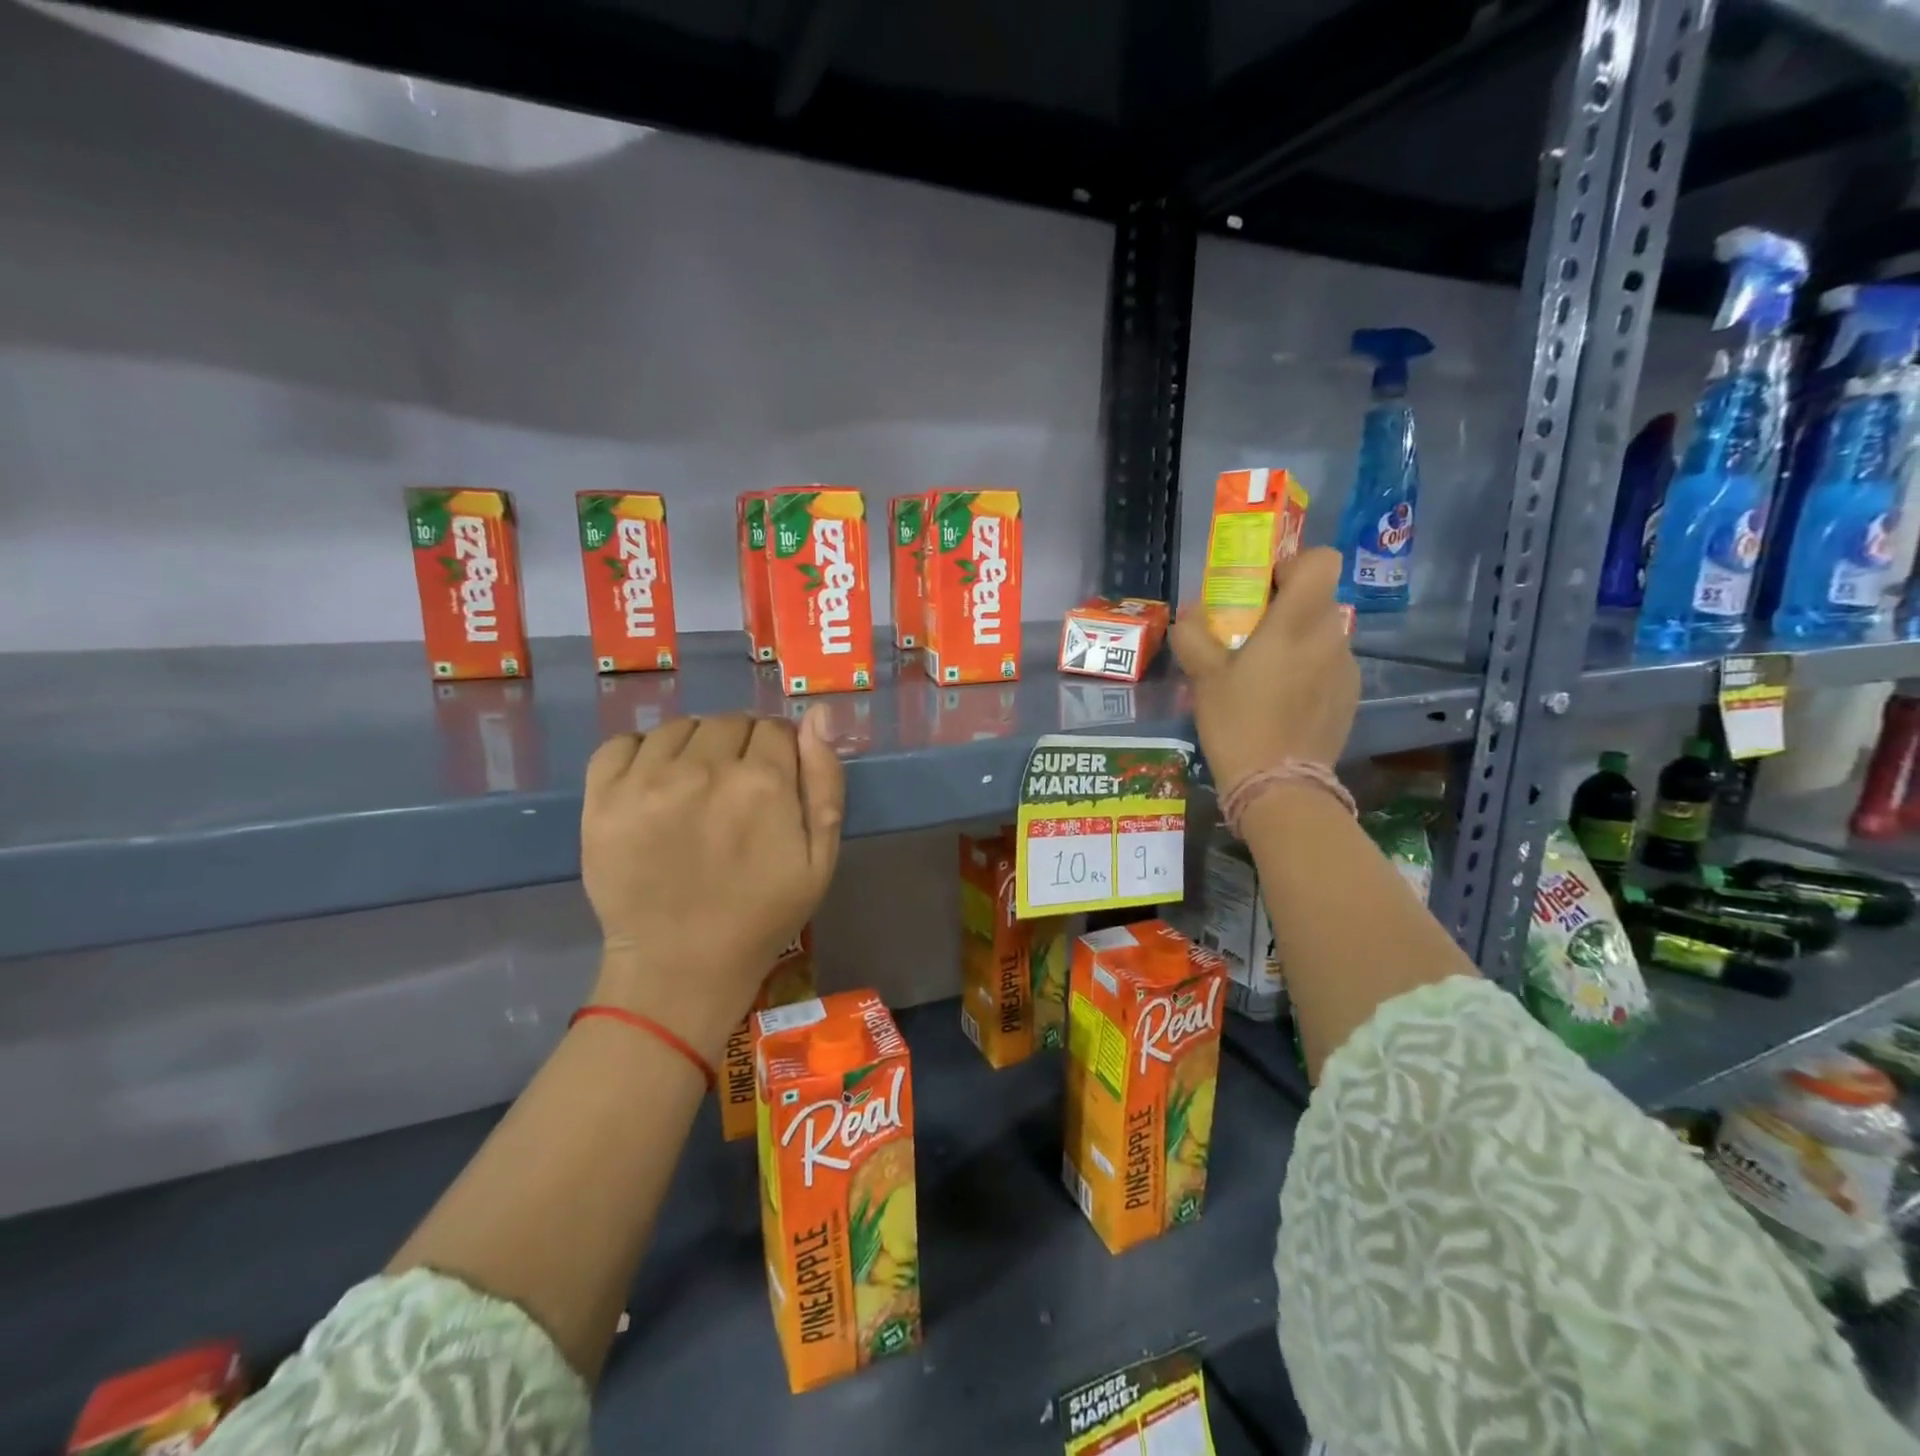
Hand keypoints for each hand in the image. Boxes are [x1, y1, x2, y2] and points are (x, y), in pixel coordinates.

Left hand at [579, 710, 843, 1061]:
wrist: (681, 967)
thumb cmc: (762, 915)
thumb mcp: (820, 857)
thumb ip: (824, 781)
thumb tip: (818, 714)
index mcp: (763, 783)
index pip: (776, 728)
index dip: (780, 751)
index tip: (774, 781)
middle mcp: (704, 769)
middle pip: (729, 722)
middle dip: (741, 747)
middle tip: (734, 791)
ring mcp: (647, 781)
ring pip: (680, 728)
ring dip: (694, 747)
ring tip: (694, 789)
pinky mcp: (602, 799)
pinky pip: (622, 743)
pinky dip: (641, 752)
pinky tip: (653, 783)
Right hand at [1171, 547, 1358, 790]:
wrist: (1278, 785)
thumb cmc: (1237, 723)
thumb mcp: (1204, 678)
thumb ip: (1194, 636)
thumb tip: (1190, 614)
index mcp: (1297, 622)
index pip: (1322, 561)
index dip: (1295, 565)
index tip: (1265, 588)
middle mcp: (1331, 636)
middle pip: (1319, 599)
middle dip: (1288, 607)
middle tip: (1253, 635)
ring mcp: (1346, 668)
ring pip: (1324, 634)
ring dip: (1299, 641)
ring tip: (1267, 675)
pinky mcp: (1350, 697)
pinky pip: (1330, 665)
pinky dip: (1310, 670)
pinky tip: (1284, 702)